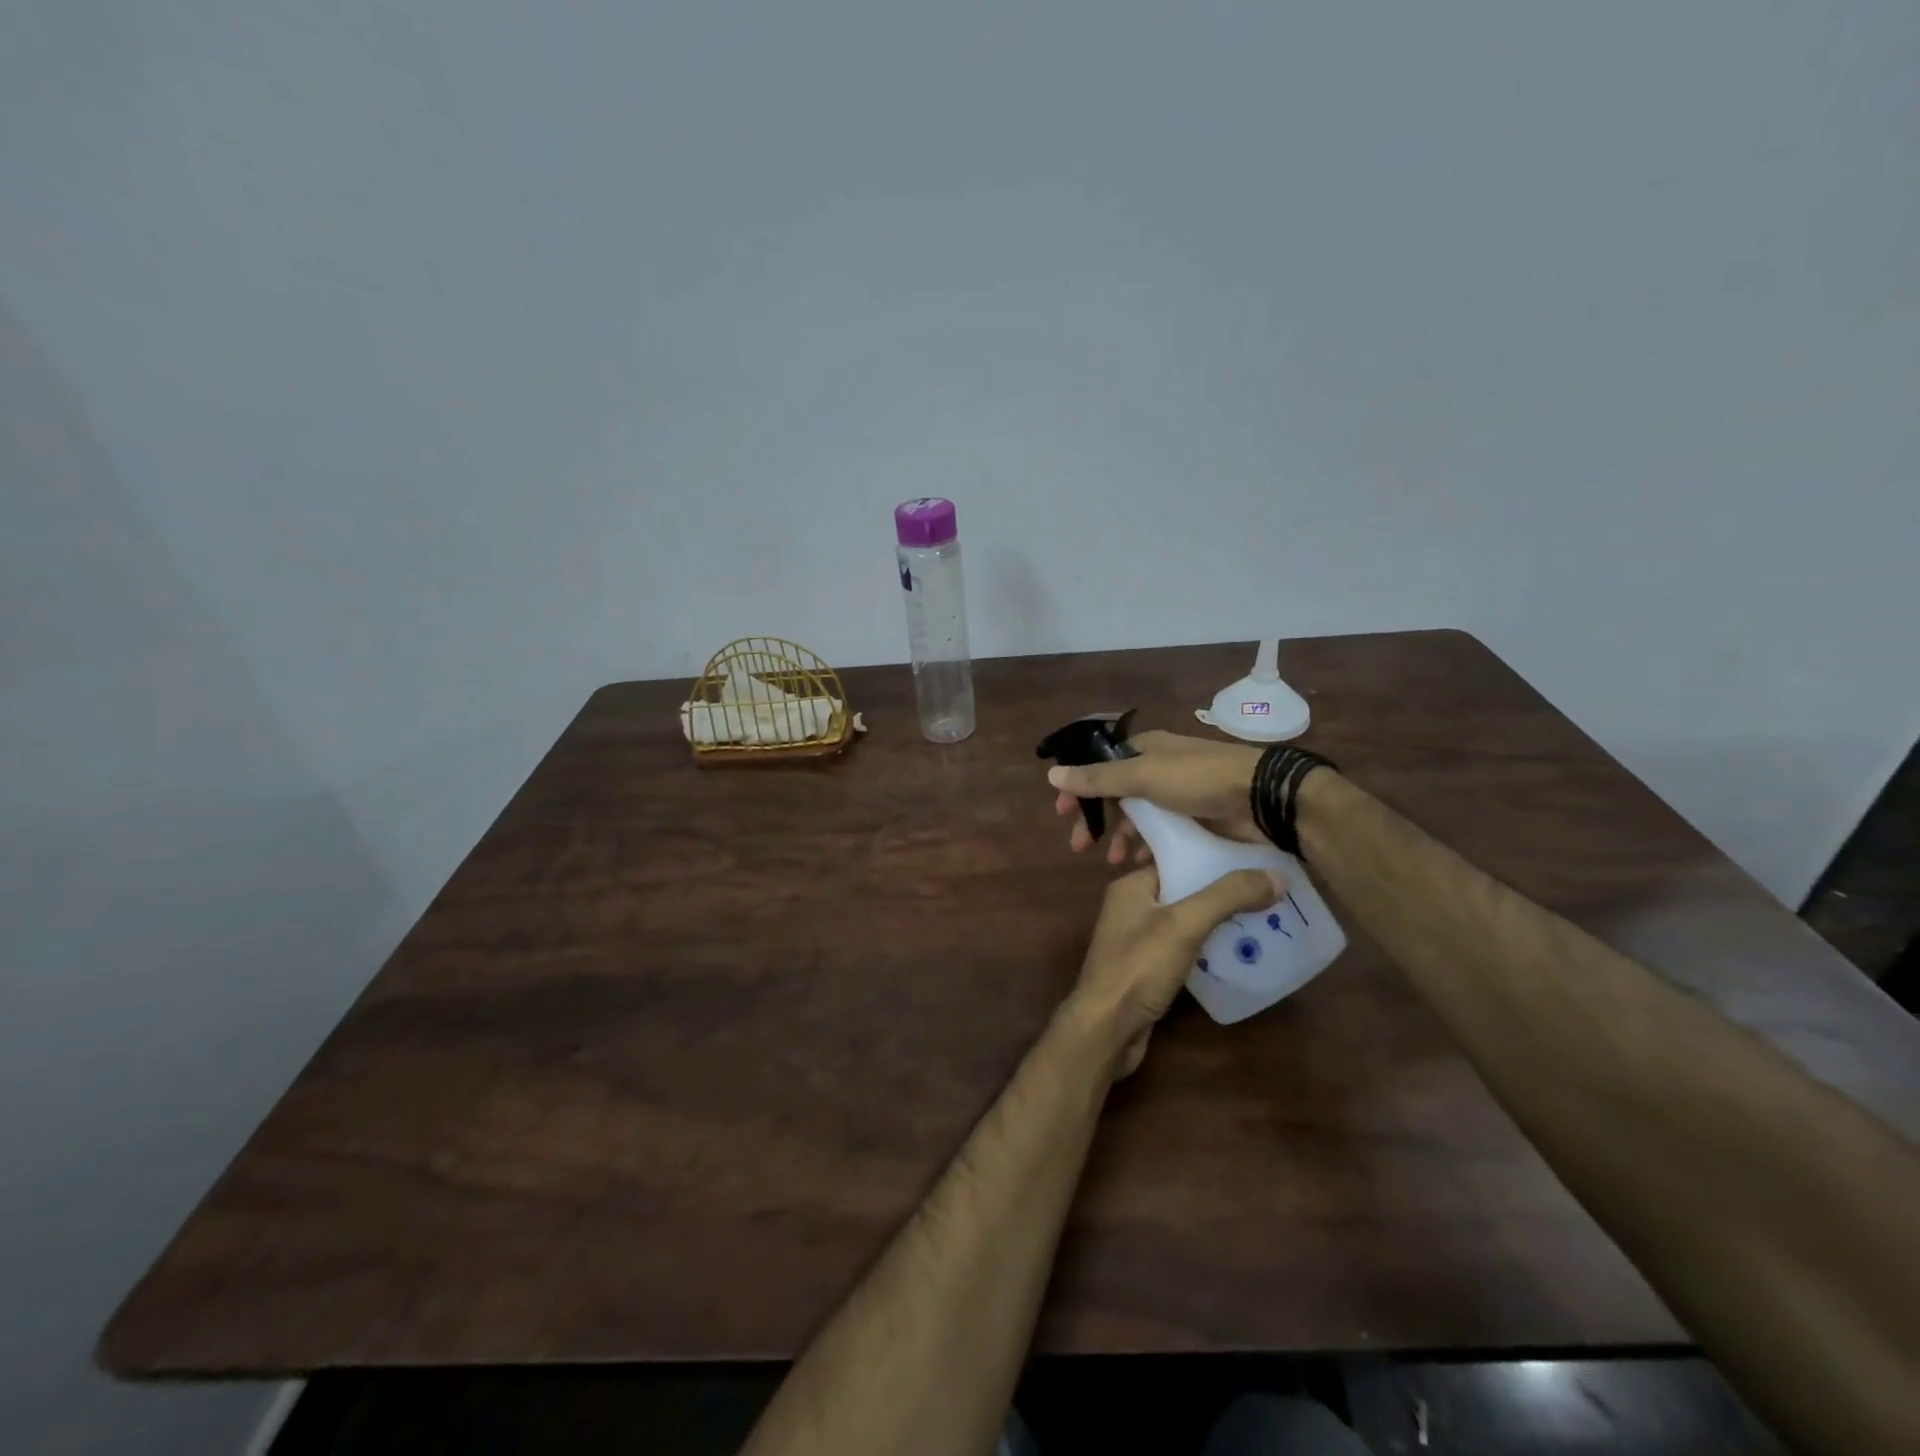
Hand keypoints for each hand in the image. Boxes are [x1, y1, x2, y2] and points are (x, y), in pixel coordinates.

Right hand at [1047, 730, 1264, 865]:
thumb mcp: (1143, 776)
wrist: (1262, 798)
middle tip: (1078, 845)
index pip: (1100, 765)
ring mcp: (1178, 795)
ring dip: (1120, 837)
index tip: (1062, 812)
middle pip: (1115, 793)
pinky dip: (1146, 847)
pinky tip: (1139, 864)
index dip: (1079, 787)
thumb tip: (1052, 774)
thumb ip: (1098, 778)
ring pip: (1138, 816)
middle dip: (1096, 819)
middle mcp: (1158, 769)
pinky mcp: (1196, 819)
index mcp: (1144, 750)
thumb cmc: (1198, 780)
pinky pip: (1161, 834)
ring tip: (1112, 861)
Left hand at [1068, 865, 1283, 1077]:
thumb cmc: (1138, 967)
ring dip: (1220, 921)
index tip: (1256, 859)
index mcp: (1132, 886)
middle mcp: (1132, 907)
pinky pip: (1185, 948)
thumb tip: (1277, 875)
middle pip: (1185, 889)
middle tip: (1270, 891)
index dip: (1216, 856)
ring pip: (1187, 921)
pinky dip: (1210, 948)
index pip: (1178, 858)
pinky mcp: (1148, 969)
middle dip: (1224, 891)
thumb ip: (1227, 896)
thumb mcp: (1184, 924)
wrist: (1106, 1030)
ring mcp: (1138, 940)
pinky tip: (1240, 953)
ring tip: (1265, 918)